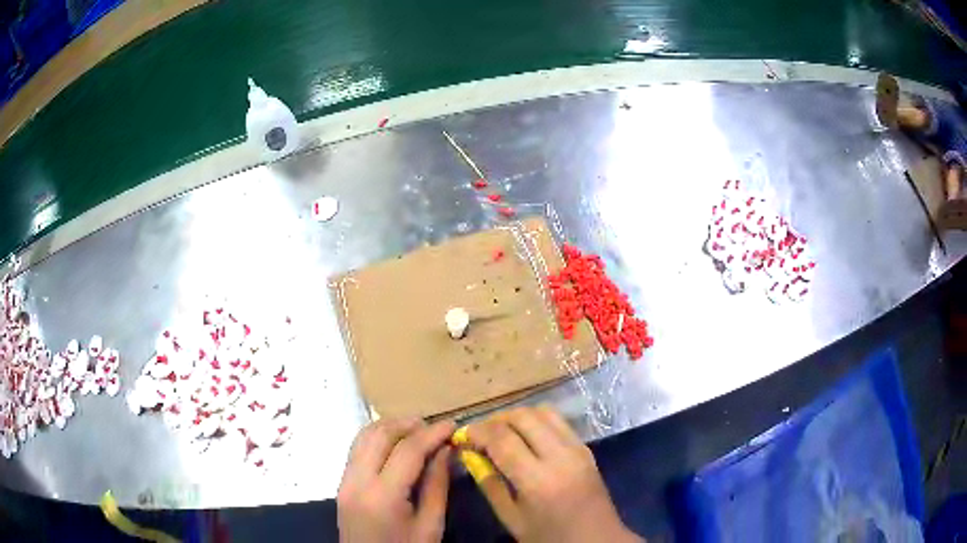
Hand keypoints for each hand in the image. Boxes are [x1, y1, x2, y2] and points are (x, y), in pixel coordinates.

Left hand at [338, 418, 455, 542]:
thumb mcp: (431, 525)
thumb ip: (437, 485)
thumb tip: (445, 450)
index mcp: (382, 496)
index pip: (407, 450)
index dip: (432, 433)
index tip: (452, 424)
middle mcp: (357, 481)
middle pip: (379, 434)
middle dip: (408, 424)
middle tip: (434, 427)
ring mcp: (344, 481)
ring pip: (363, 436)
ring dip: (390, 427)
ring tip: (417, 431)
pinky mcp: (341, 484)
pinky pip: (357, 449)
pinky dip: (376, 438)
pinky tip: (395, 445)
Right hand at [464, 406, 640, 542]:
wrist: (597, 540)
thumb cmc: (549, 537)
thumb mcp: (511, 519)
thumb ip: (490, 485)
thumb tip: (470, 456)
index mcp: (538, 480)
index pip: (501, 439)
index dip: (477, 432)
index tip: (462, 436)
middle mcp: (560, 456)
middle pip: (523, 417)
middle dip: (495, 420)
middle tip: (479, 434)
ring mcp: (577, 448)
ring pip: (543, 412)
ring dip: (517, 416)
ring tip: (501, 432)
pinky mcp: (586, 448)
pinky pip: (559, 422)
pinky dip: (537, 421)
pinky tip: (526, 437)